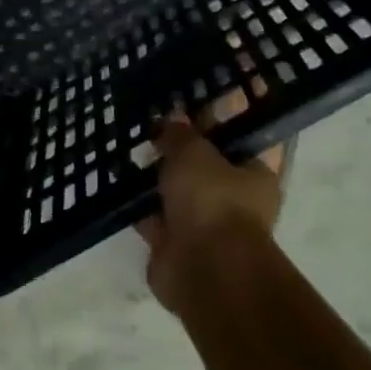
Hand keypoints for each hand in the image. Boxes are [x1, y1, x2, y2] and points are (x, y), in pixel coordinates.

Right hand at [138, 91, 285, 310]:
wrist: (204, 269)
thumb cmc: (213, 200)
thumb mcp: (194, 151)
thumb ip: (179, 134)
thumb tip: (169, 121)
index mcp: (255, 173)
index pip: (238, 136)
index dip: (216, 117)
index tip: (189, 100)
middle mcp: (234, 199)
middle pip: (204, 164)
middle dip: (178, 148)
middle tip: (151, 121)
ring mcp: (204, 224)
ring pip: (175, 190)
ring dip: (154, 176)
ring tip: (127, 147)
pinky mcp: (175, 244)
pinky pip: (153, 215)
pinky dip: (136, 204)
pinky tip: (115, 181)